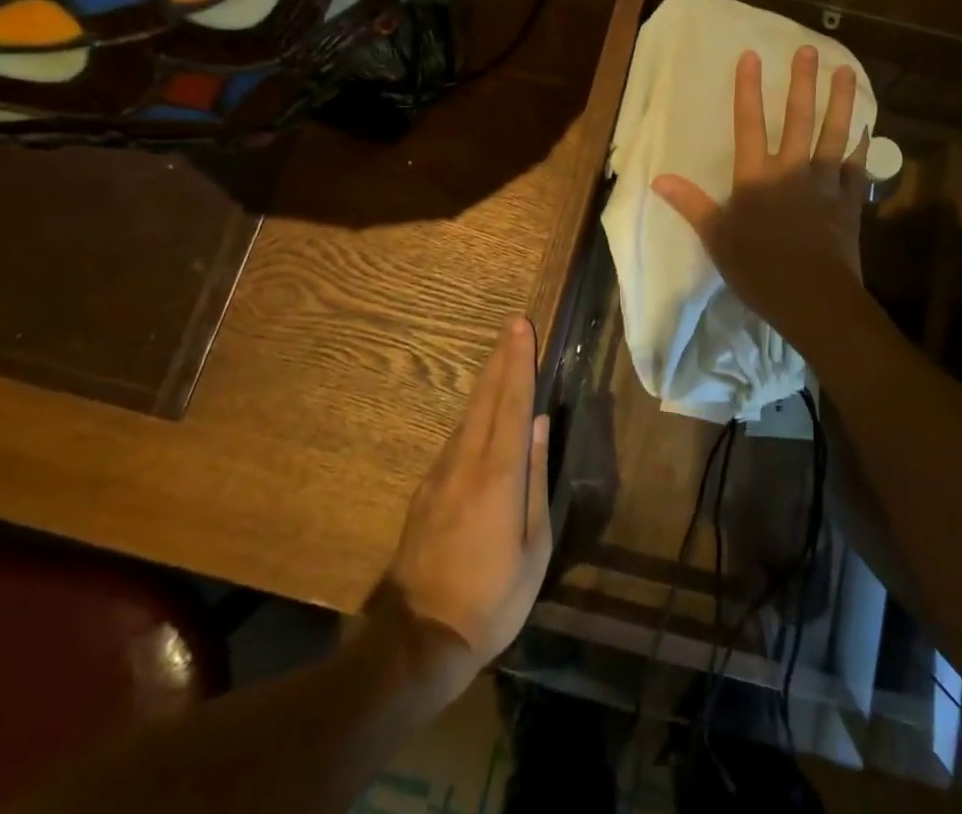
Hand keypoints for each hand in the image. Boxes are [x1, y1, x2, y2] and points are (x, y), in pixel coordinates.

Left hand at [380, 316, 551, 700]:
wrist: (420, 639)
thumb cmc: (493, 598)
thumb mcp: (533, 546)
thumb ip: (536, 478)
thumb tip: (541, 425)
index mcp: (499, 474)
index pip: (513, 404)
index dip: (520, 363)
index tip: (523, 328)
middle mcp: (467, 462)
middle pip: (486, 397)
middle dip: (502, 357)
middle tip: (513, 323)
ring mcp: (442, 473)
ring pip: (469, 414)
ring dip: (487, 379)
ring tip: (502, 353)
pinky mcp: (427, 490)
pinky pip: (457, 437)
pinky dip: (474, 411)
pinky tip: (482, 407)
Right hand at [651, 46, 869, 331]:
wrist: (813, 297)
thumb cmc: (758, 269)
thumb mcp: (716, 238)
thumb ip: (691, 204)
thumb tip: (658, 178)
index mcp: (756, 177)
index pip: (749, 124)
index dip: (748, 89)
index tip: (751, 56)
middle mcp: (792, 170)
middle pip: (798, 119)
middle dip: (802, 83)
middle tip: (809, 50)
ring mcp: (825, 183)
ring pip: (834, 134)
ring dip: (840, 101)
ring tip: (846, 71)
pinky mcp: (849, 201)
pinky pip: (857, 167)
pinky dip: (862, 146)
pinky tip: (867, 128)